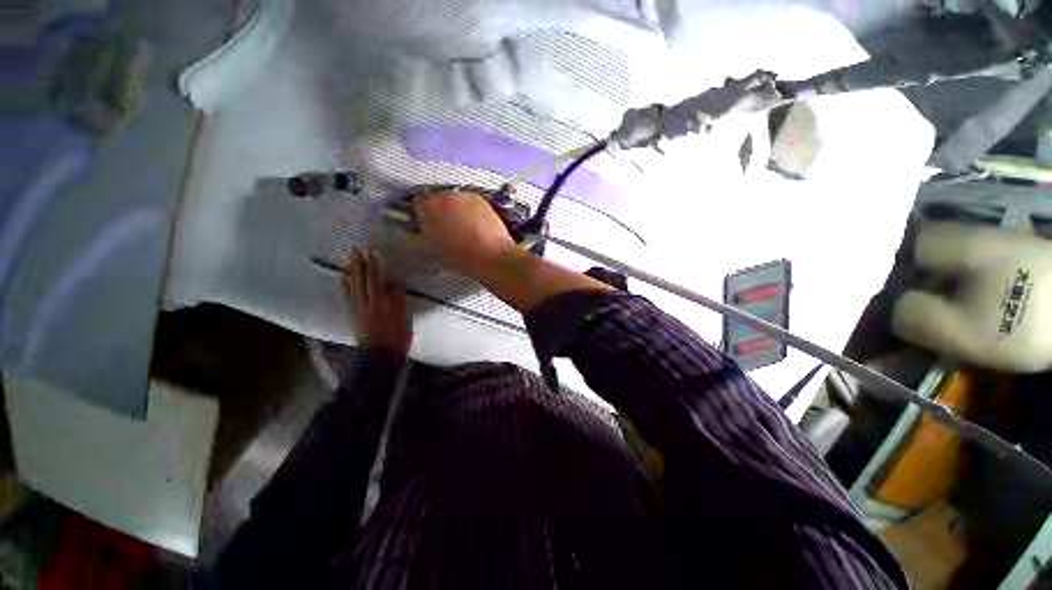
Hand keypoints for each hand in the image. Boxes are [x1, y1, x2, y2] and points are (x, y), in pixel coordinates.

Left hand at [341, 249, 411, 356]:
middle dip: (361, 264)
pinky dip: (344, 286)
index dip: (376, 267)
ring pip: (353, 287)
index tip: (374, 252)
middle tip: (357, 249)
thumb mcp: (403, 318)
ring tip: (349, 258)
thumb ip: (397, 299)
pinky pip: (347, 297)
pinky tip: (342, 277)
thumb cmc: (397, 338)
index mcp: (382, 304)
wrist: (379, 356)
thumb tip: (394, 282)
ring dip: (351, 271)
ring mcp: (358, 309)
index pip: (378, 281)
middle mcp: (367, 304)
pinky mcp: (353, 315)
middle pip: (363, 281)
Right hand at [414, 191, 518, 278]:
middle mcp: (446, 195)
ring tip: (462, 229)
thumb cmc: (460, 255)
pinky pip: (470, 203)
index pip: (418, 203)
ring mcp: (465, 195)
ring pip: (455, 200)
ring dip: (455, 210)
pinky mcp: (482, 200)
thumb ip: (417, 235)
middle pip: (437, 199)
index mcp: (428, 206)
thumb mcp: (431, 248)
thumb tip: (415, 230)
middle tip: (445, 229)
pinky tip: (475, 227)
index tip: (425, 225)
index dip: (421, 215)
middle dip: (439, 211)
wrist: (490, 254)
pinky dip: (470, 212)